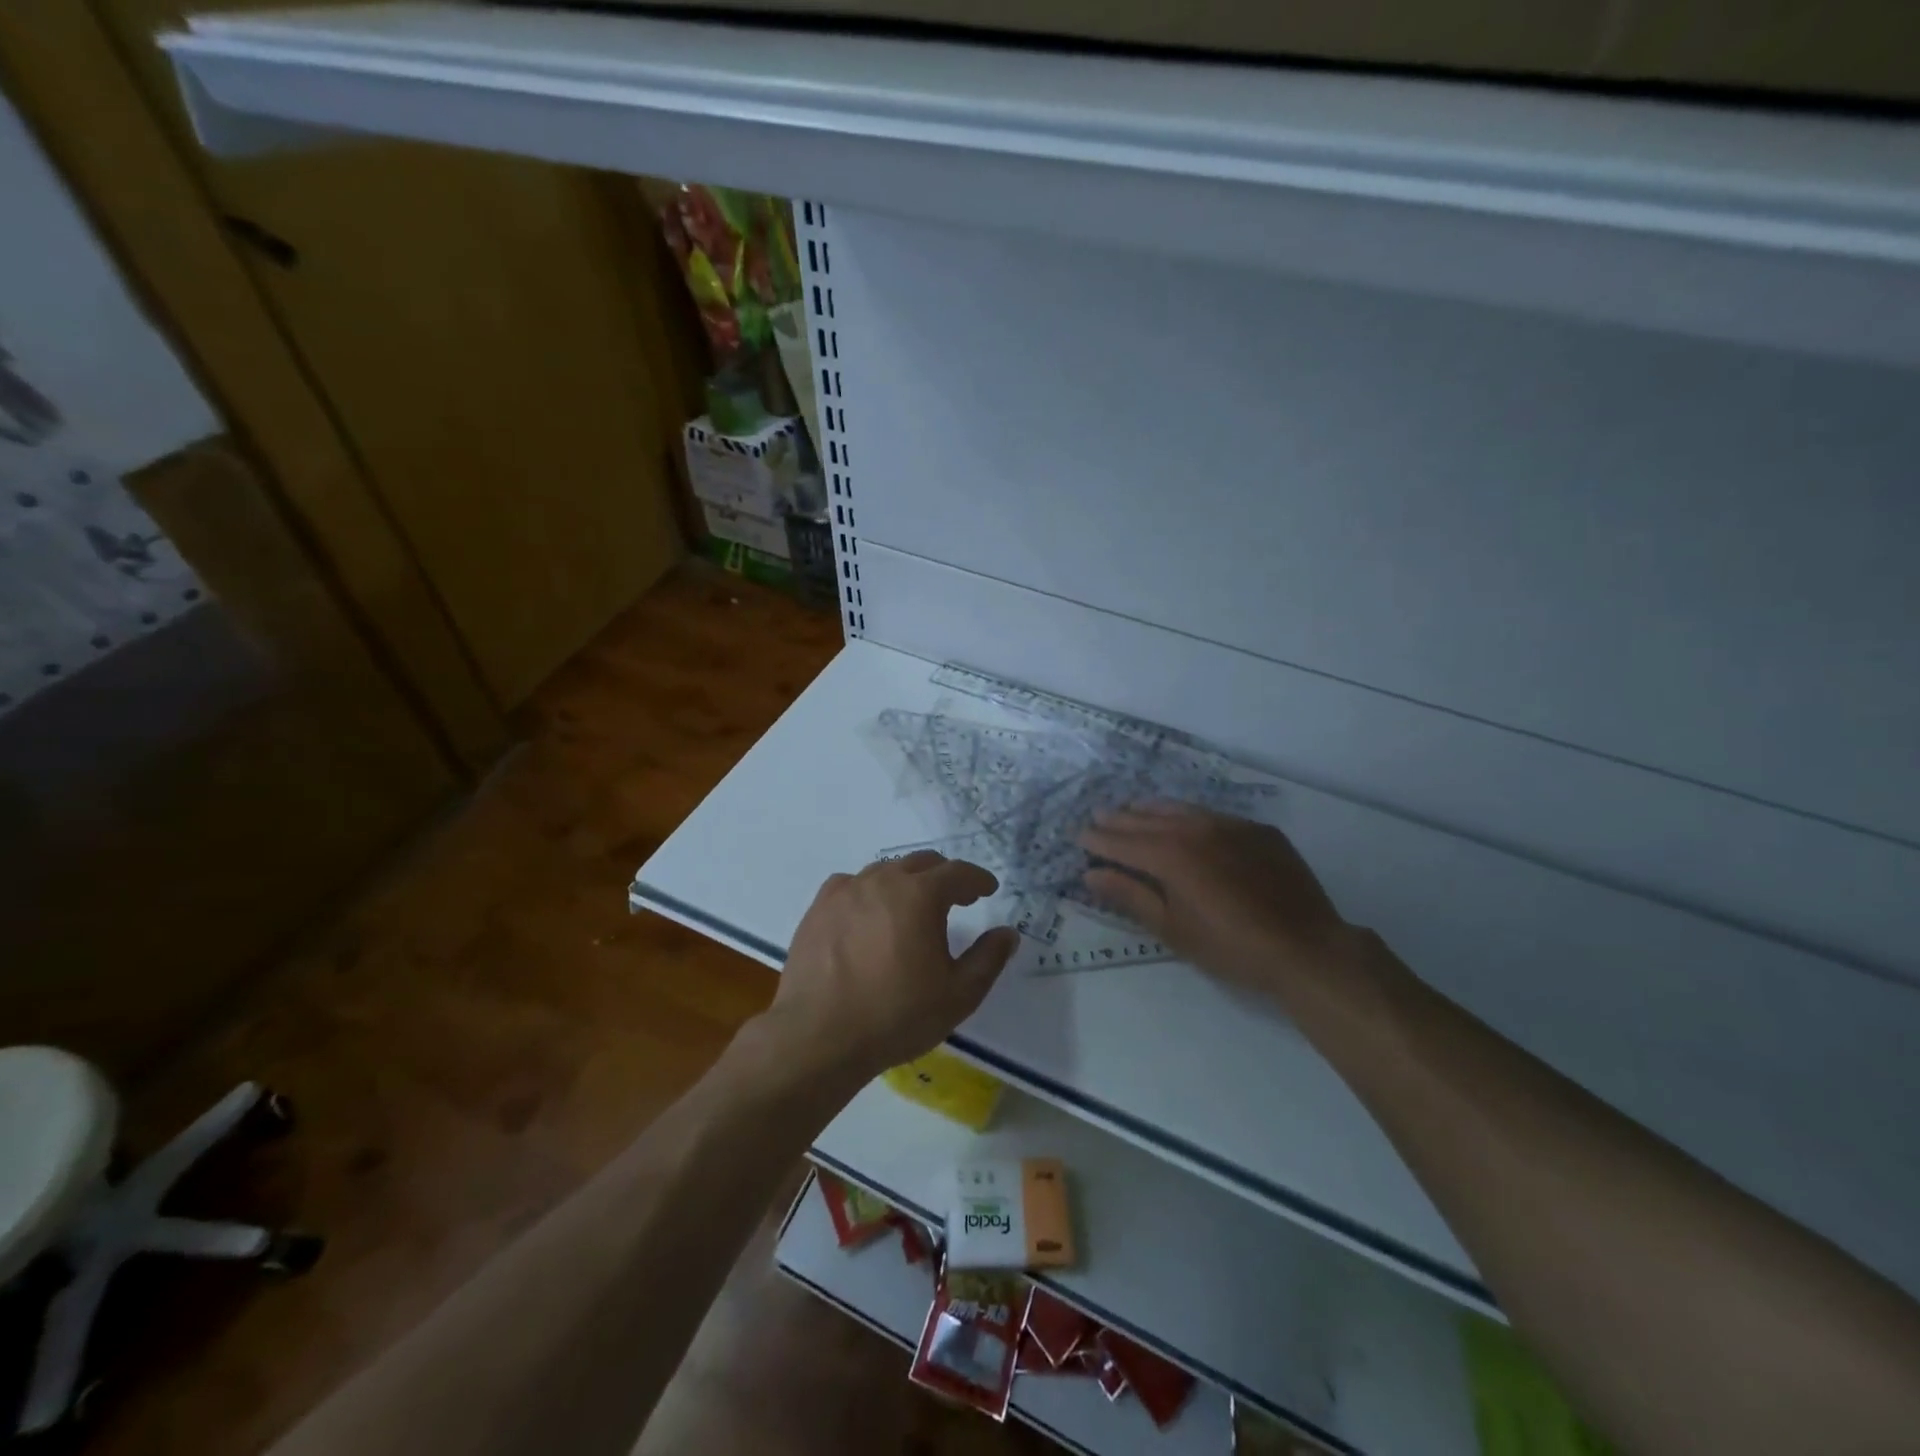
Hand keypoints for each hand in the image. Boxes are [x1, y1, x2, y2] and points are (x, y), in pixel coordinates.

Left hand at [765, 851, 1020, 1080]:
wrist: (819, 1036)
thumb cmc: (896, 1016)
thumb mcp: (958, 995)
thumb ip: (988, 959)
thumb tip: (1007, 933)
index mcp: (920, 895)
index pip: (958, 872)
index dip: (978, 879)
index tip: (987, 889)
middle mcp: (883, 880)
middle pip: (921, 863)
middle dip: (944, 876)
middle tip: (957, 898)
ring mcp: (846, 890)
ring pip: (885, 870)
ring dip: (907, 881)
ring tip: (913, 907)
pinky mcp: (819, 907)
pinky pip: (852, 884)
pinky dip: (870, 891)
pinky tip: (869, 914)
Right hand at [1079, 802, 1362, 999]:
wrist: (1306, 947)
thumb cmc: (1230, 947)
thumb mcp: (1172, 929)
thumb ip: (1129, 895)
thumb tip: (1091, 874)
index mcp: (1170, 854)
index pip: (1122, 841)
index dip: (1098, 840)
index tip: (1079, 836)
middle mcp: (1195, 828)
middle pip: (1147, 819)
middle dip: (1120, 819)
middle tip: (1099, 817)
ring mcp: (1230, 825)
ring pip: (1180, 809)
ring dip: (1151, 810)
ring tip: (1133, 809)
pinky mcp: (1257, 830)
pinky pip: (1212, 815)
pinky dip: (1188, 816)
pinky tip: (1185, 822)